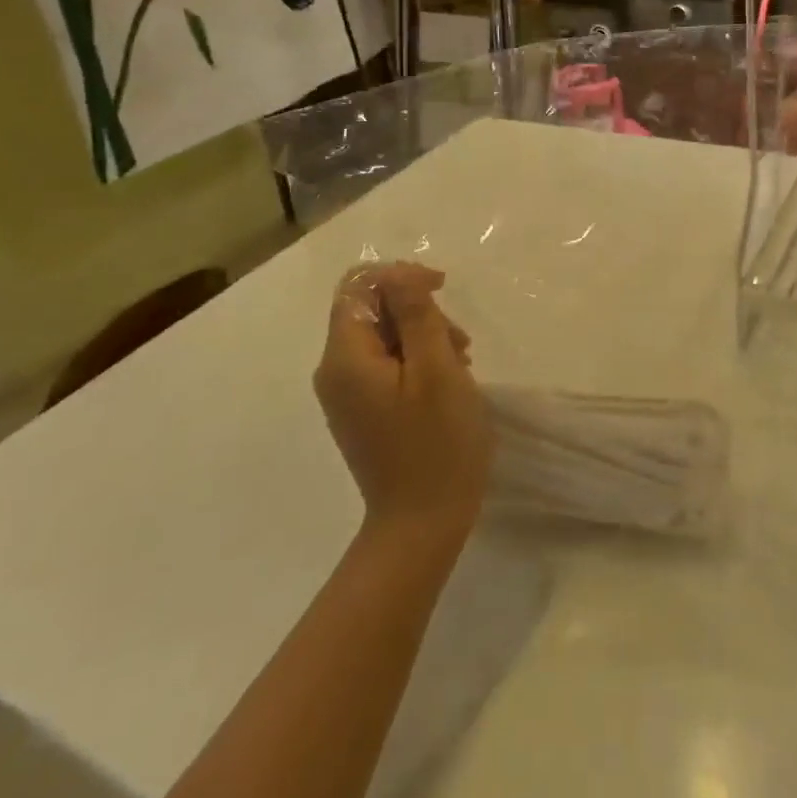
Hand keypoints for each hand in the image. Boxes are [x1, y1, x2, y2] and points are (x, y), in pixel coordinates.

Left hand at [316, 262, 492, 540]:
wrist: (421, 526)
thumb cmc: (436, 444)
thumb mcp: (436, 369)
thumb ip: (415, 314)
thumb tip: (397, 271)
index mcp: (345, 358)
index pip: (358, 288)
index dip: (399, 276)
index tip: (441, 288)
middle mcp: (335, 372)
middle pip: (371, 310)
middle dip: (417, 311)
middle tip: (459, 341)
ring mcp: (347, 395)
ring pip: (383, 337)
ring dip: (423, 335)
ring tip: (461, 362)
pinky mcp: (363, 412)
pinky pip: (385, 365)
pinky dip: (417, 360)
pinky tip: (447, 380)